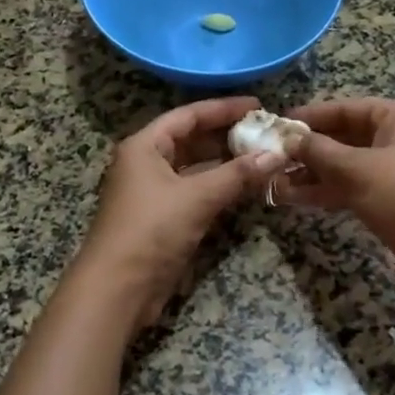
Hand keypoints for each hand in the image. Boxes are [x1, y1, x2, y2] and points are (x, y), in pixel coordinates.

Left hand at [71, 96, 286, 328]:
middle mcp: (147, 162)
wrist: (118, 289)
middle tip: (265, 132)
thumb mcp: (196, 197)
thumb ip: (237, 174)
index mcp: (145, 146)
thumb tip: (276, 154)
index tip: (257, 105)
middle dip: (227, 136)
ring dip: (227, 163)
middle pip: (191, 139)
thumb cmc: (151, 230)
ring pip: (196, 167)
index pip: (188, 115)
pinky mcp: (164, 217)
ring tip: (264, 156)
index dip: (223, 108)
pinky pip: (197, 191)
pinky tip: (247, 185)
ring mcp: (155, 191)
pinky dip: (220, 186)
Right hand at [281, 98, 394, 261]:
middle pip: (345, 137)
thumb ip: (318, 150)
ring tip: (274, 181)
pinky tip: (294, 198)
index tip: (278, 124)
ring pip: (346, 165)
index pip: (347, 108)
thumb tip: (288, 138)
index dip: (311, 116)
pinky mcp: (392, 199)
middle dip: (309, 150)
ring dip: (312, 173)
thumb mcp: (355, 169)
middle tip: (272, 157)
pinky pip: (354, 186)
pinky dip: (327, 190)